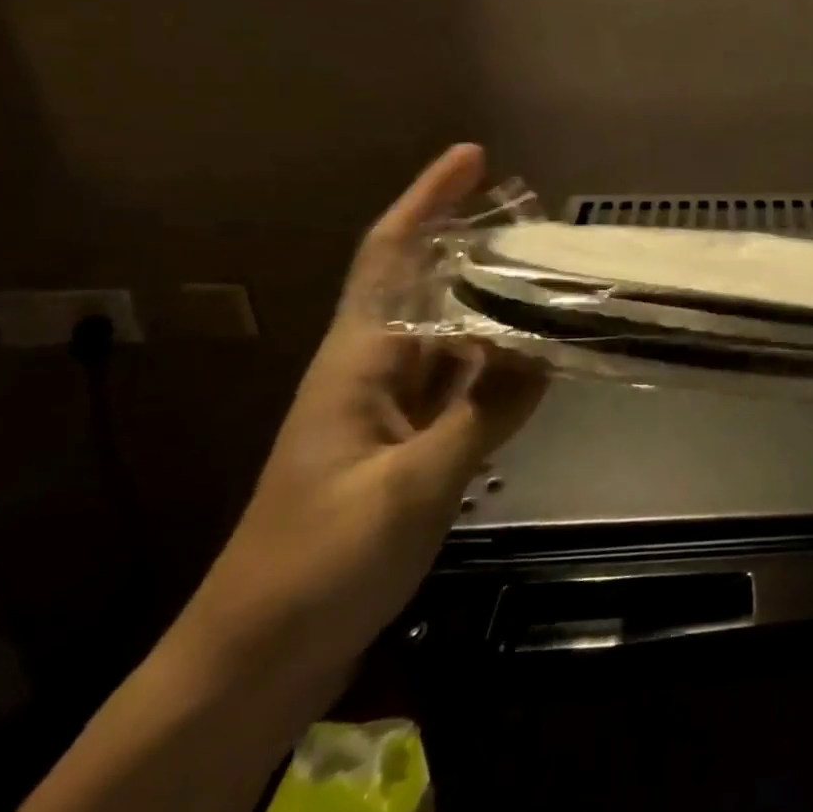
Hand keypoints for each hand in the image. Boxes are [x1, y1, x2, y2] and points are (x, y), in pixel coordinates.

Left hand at [186, 144, 546, 690]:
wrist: (259, 657)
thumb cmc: (318, 563)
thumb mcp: (410, 487)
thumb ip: (483, 414)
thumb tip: (546, 350)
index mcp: (358, 360)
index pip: (391, 255)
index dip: (428, 199)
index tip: (474, 155)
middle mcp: (374, 369)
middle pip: (428, 284)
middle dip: (475, 242)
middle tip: (539, 217)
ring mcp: (391, 408)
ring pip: (451, 334)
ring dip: (494, 304)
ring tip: (553, 277)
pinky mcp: (408, 443)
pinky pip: (463, 383)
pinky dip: (499, 363)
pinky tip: (538, 356)